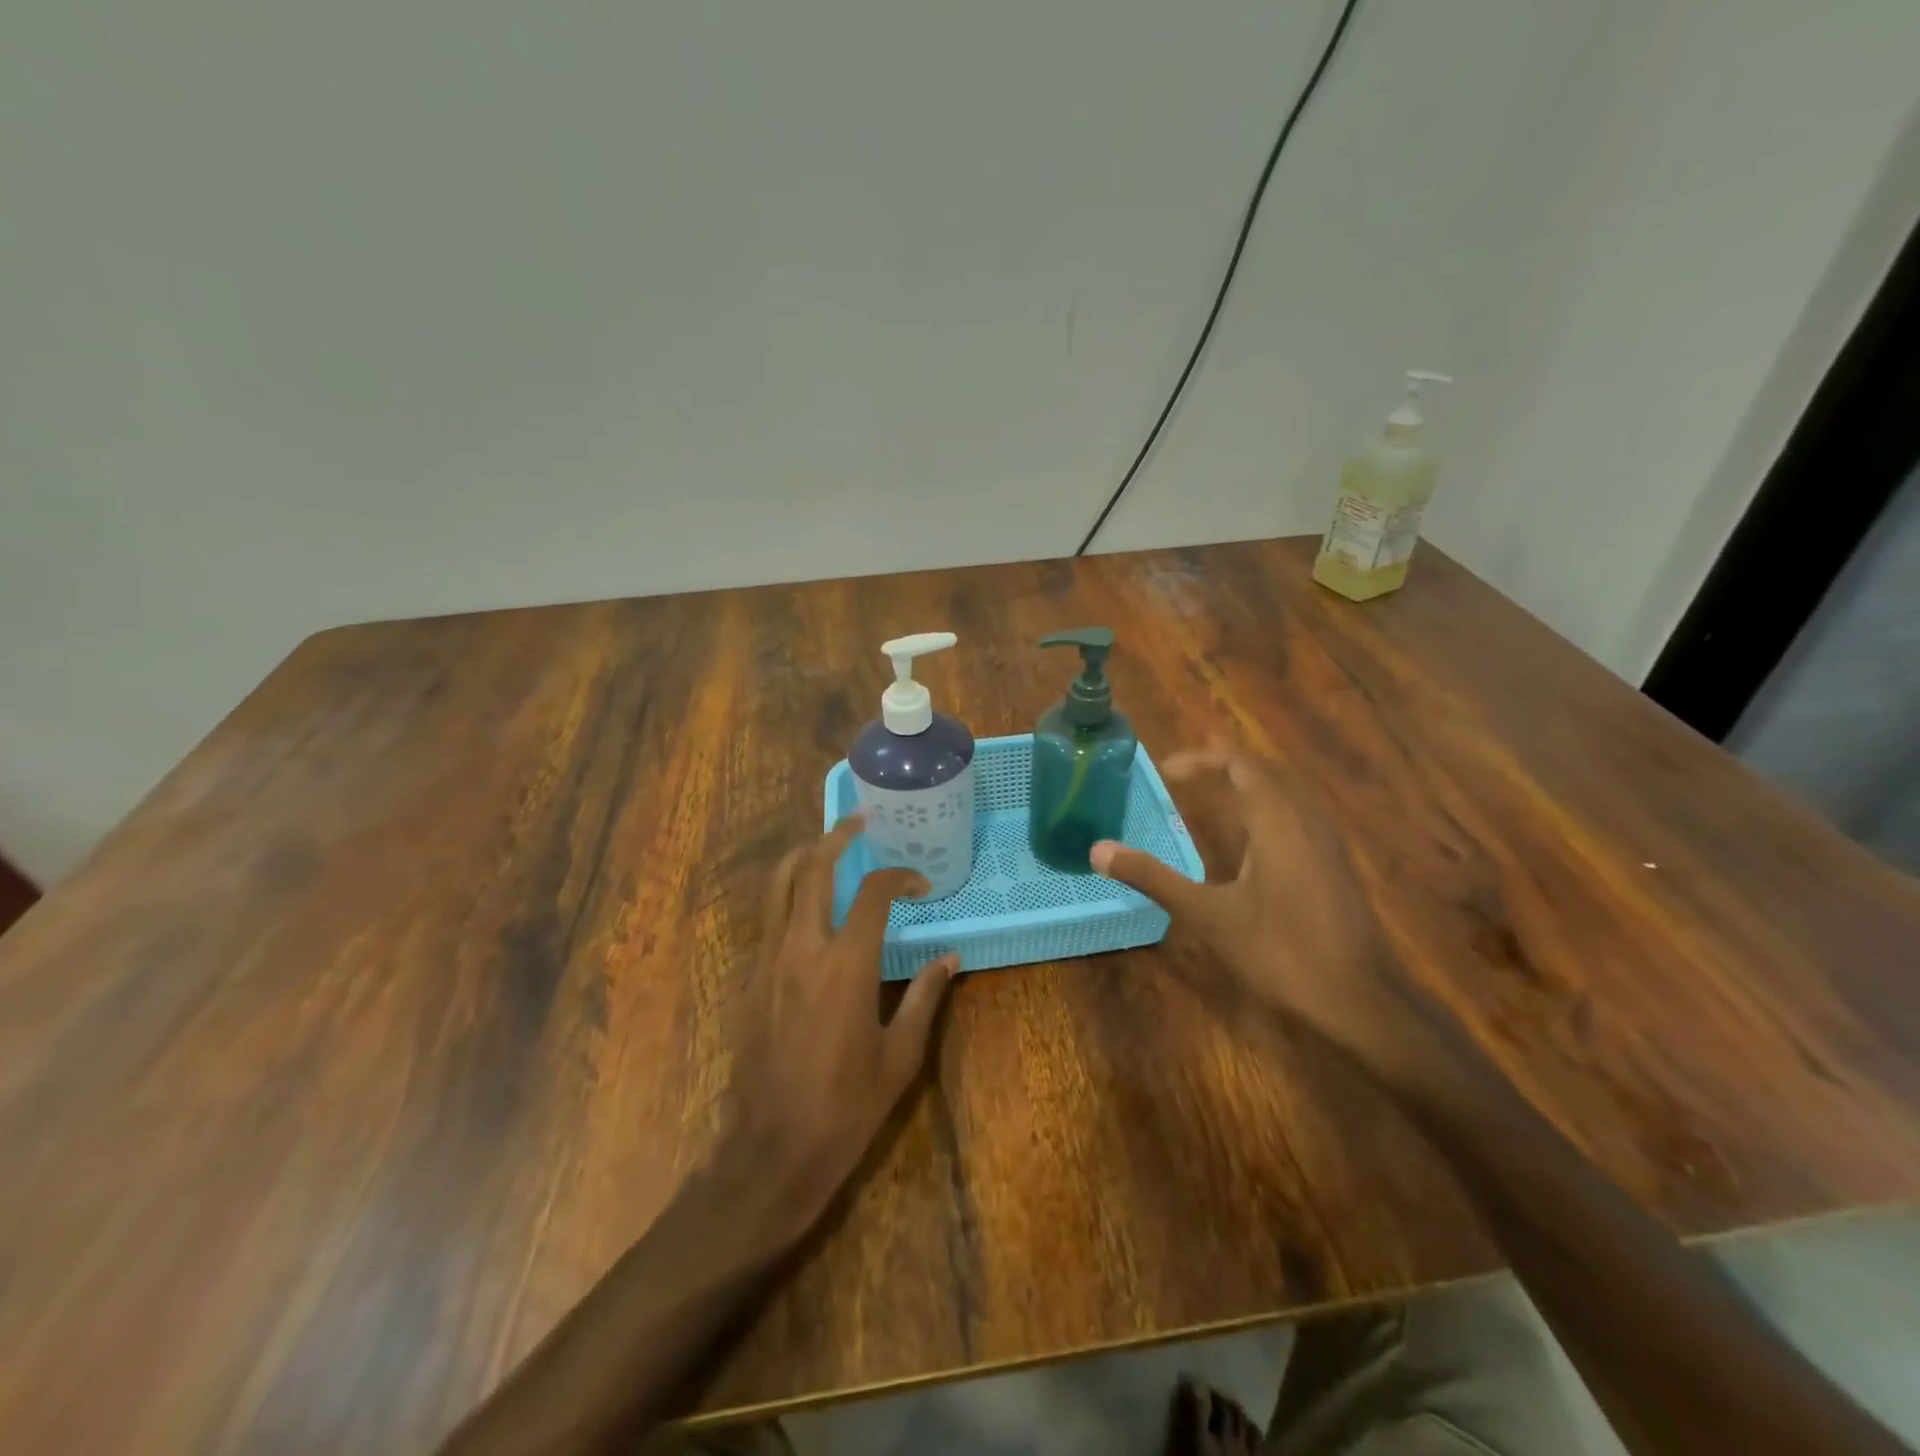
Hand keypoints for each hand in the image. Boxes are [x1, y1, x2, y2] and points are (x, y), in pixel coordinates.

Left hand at [720, 816, 957, 1232]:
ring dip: (804, 856)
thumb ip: (925, 998)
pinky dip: (788, 891)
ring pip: (778, 885)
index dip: (898, 876)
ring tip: (828, 845)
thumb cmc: (845, 1108)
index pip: (872, 893)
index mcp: (846, 966)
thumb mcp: (900, 1056)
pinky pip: (768, 916)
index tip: (919, 884)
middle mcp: (802, 949)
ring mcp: (768, 960)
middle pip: (812, 868)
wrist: (770, 1151)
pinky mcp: (750, 978)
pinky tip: (808, 901)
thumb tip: (949, 959)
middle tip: (858, 822)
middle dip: (835, 837)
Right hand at [1090, 744, 1418, 1060]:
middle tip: (1186, 769)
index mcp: (1277, 821)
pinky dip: (1267, 806)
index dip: (1202, 759)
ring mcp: (1327, 842)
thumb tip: (1098, 850)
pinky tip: (1252, 835)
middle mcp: (1306, 820)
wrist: (1360, 999)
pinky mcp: (1335, 865)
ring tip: (1215, 787)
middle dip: (1225, 763)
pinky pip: (1298, 814)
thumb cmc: (1280, 951)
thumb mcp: (1207, 915)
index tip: (1166, 771)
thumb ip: (1154, 878)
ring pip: (1287, 792)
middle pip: (1267, 771)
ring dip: (1249, 783)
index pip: (1241, 765)